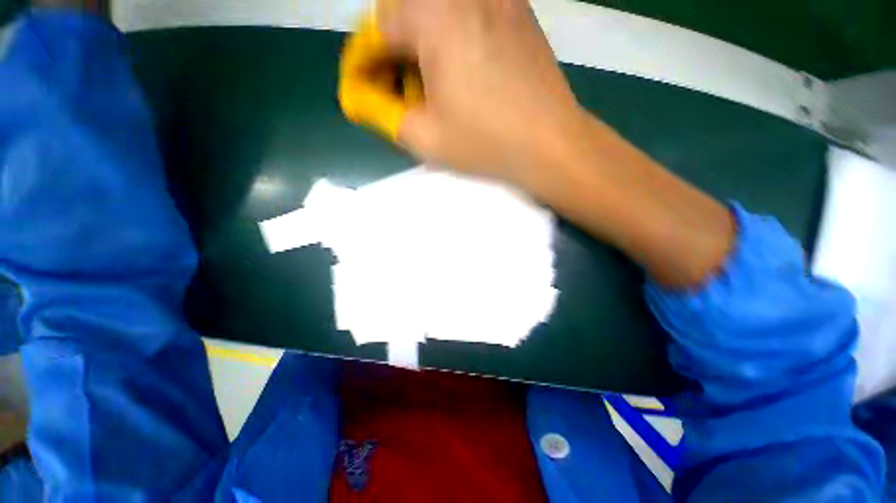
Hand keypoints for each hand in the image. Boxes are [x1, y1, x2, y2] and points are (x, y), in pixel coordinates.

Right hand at [377, 0, 585, 182]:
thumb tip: (362, 97)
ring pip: (437, 11)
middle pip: (406, 12)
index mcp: (433, 14)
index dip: (364, 62)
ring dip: (421, 44)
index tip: (363, 89)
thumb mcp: (424, 137)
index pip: (378, 28)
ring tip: (426, 85)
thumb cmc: (485, 143)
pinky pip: (468, 13)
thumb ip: (383, 113)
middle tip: (395, 89)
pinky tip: (458, 71)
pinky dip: (450, 37)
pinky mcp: (518, 11)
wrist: (549, 143)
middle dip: (392, 51)